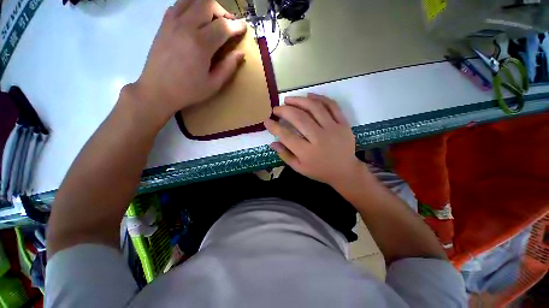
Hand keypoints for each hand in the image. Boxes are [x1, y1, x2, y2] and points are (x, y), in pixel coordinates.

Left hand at [125, 0, 246, 125]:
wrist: (157, 90)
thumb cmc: (188, 90)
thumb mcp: (214, 84)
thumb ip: (228, 67)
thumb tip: (241, 54)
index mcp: (201, 44)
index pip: (223, 26)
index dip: (237, 26)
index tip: (244, 27)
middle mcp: (186, 27)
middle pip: (207, 3)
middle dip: (222, 11)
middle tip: (227, 25)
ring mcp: (172, 22)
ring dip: (206, 6)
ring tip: (211, 20)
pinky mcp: (163, 24)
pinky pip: (178, 5)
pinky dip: (190, 7)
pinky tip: (194, 21)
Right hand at [264, 94, 363, 187]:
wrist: (345, 171)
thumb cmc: (320, 171)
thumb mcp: (299, 168)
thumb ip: (285, 155)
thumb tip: (272, 142)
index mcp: (307, 152)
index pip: (286, 136)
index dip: (274, 127)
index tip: (267, 121)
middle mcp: (320, 138)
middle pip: (299, 118)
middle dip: (284, 111)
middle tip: (276, 109)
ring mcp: (334, 129)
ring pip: (315, 108)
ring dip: (299, 100)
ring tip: (288, 99)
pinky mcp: (344, 124)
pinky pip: (332, 106)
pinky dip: (320, 98)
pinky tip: (309, 95)